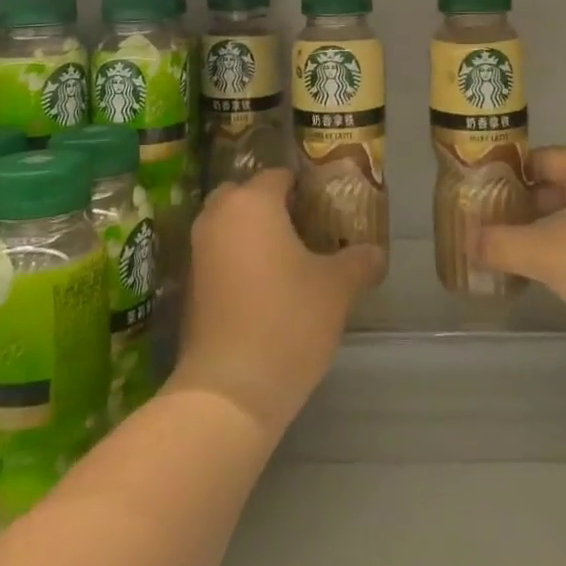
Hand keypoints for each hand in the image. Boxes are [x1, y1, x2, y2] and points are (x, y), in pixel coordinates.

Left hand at [170, 169, 384, 436]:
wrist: (230, 390)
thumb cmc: (287, 321)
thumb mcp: (337, 289)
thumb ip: (359, 262)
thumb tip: (376, 253)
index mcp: (253, 202)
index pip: (279, 175)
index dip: (304, 188)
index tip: (326, 208)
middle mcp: (219, 215)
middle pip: (246, 195)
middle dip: (271, 206)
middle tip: (304, 229)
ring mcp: (198, 250)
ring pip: (228, 224)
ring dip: (251, 233)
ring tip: (287, 259)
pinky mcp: (189, 284)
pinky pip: (217, 254)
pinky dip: (236, 259)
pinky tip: (264, 287)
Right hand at [472, 147, 565, 360]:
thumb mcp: (548, 253)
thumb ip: (502, 244)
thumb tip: (467, 241)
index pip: (537, 158)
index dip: (505, 174)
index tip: (477, 196)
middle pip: (555, 188)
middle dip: (521, 209)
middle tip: (487, 229)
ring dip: (544, 235)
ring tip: (510, 257)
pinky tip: (552, 280)